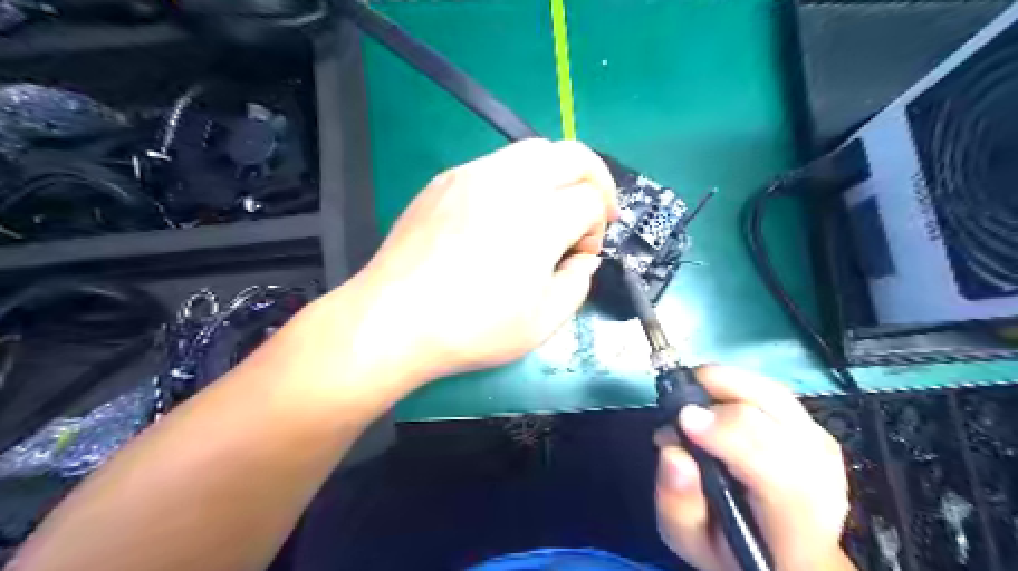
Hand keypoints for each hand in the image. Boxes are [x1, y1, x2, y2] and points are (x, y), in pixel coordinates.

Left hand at [353, 139, 620, 384]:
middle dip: (595, 180)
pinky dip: (519, 178)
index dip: (597, 227)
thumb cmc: (472, 329)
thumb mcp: (542, 323)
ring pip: (534, 150)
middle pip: (573, 155)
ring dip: (557, 174)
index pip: (590, 200)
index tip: (582, 254)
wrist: (393, 319)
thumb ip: (578, 284)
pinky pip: (496, 162)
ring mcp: (473, 175)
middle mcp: (510, 183)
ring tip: (551, 208)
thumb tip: (583, 258)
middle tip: (593, 210)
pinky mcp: (446, 179)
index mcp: (540, 219)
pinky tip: (506, 212)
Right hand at [652, 366, 851, 570]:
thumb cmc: (733, 550)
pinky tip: (715, 397)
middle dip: (720, 394)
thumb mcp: (690, 540)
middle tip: (678, 399)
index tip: (685, 418)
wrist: (784, 554)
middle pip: (777, 417)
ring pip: (775, 396)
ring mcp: (823, 451)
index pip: (774, 469)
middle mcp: (821, 482)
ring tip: (691, 392)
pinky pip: (774, 394)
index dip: (728, 432)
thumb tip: (673, 451)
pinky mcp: (816, 432)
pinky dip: (739, 387)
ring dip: (727, 384)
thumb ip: (678, 503)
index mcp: (794, 527)